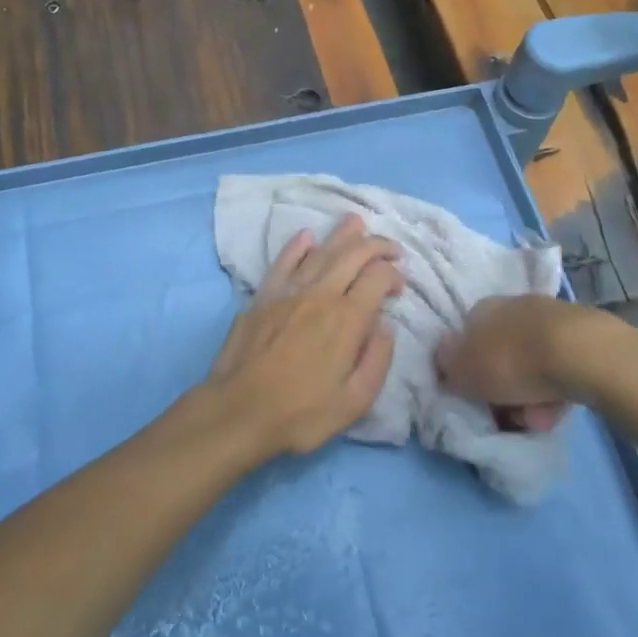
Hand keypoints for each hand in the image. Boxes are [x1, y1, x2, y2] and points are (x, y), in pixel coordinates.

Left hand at [207, 216, 402, 457]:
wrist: (238, 412)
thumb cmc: (300, 414)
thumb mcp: (354, 402)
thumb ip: (377, 361)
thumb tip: (386, 327)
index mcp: (347, 319)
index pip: (378, 278)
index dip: (393, 275)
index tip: (399, 287)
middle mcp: (320, 295)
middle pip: (353, 255)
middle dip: (376, 245)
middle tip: (391, 247)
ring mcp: (288, 292)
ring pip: (320, 252)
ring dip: (342, 235)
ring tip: (356, 222)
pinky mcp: (263, 296)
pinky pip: (283, 262)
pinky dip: (297, 246)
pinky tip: (306, 236)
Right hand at [437, 294, 637, 431]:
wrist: (582, 354)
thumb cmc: (514, 360)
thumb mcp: (466, 370)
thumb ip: (449, 366)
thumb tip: (444, 359)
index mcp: (482, 307)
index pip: (467, 336)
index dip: (468, 369)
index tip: (474, 395)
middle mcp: (514, 306)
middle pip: (500, 353)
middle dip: (502, 387)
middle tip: (506, 414)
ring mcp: (550, 319)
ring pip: (530, 365)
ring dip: (529, 396)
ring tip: (536, 420)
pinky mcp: (582, 337)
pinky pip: (558, 369)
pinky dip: (554, 392)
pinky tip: (557, 411)